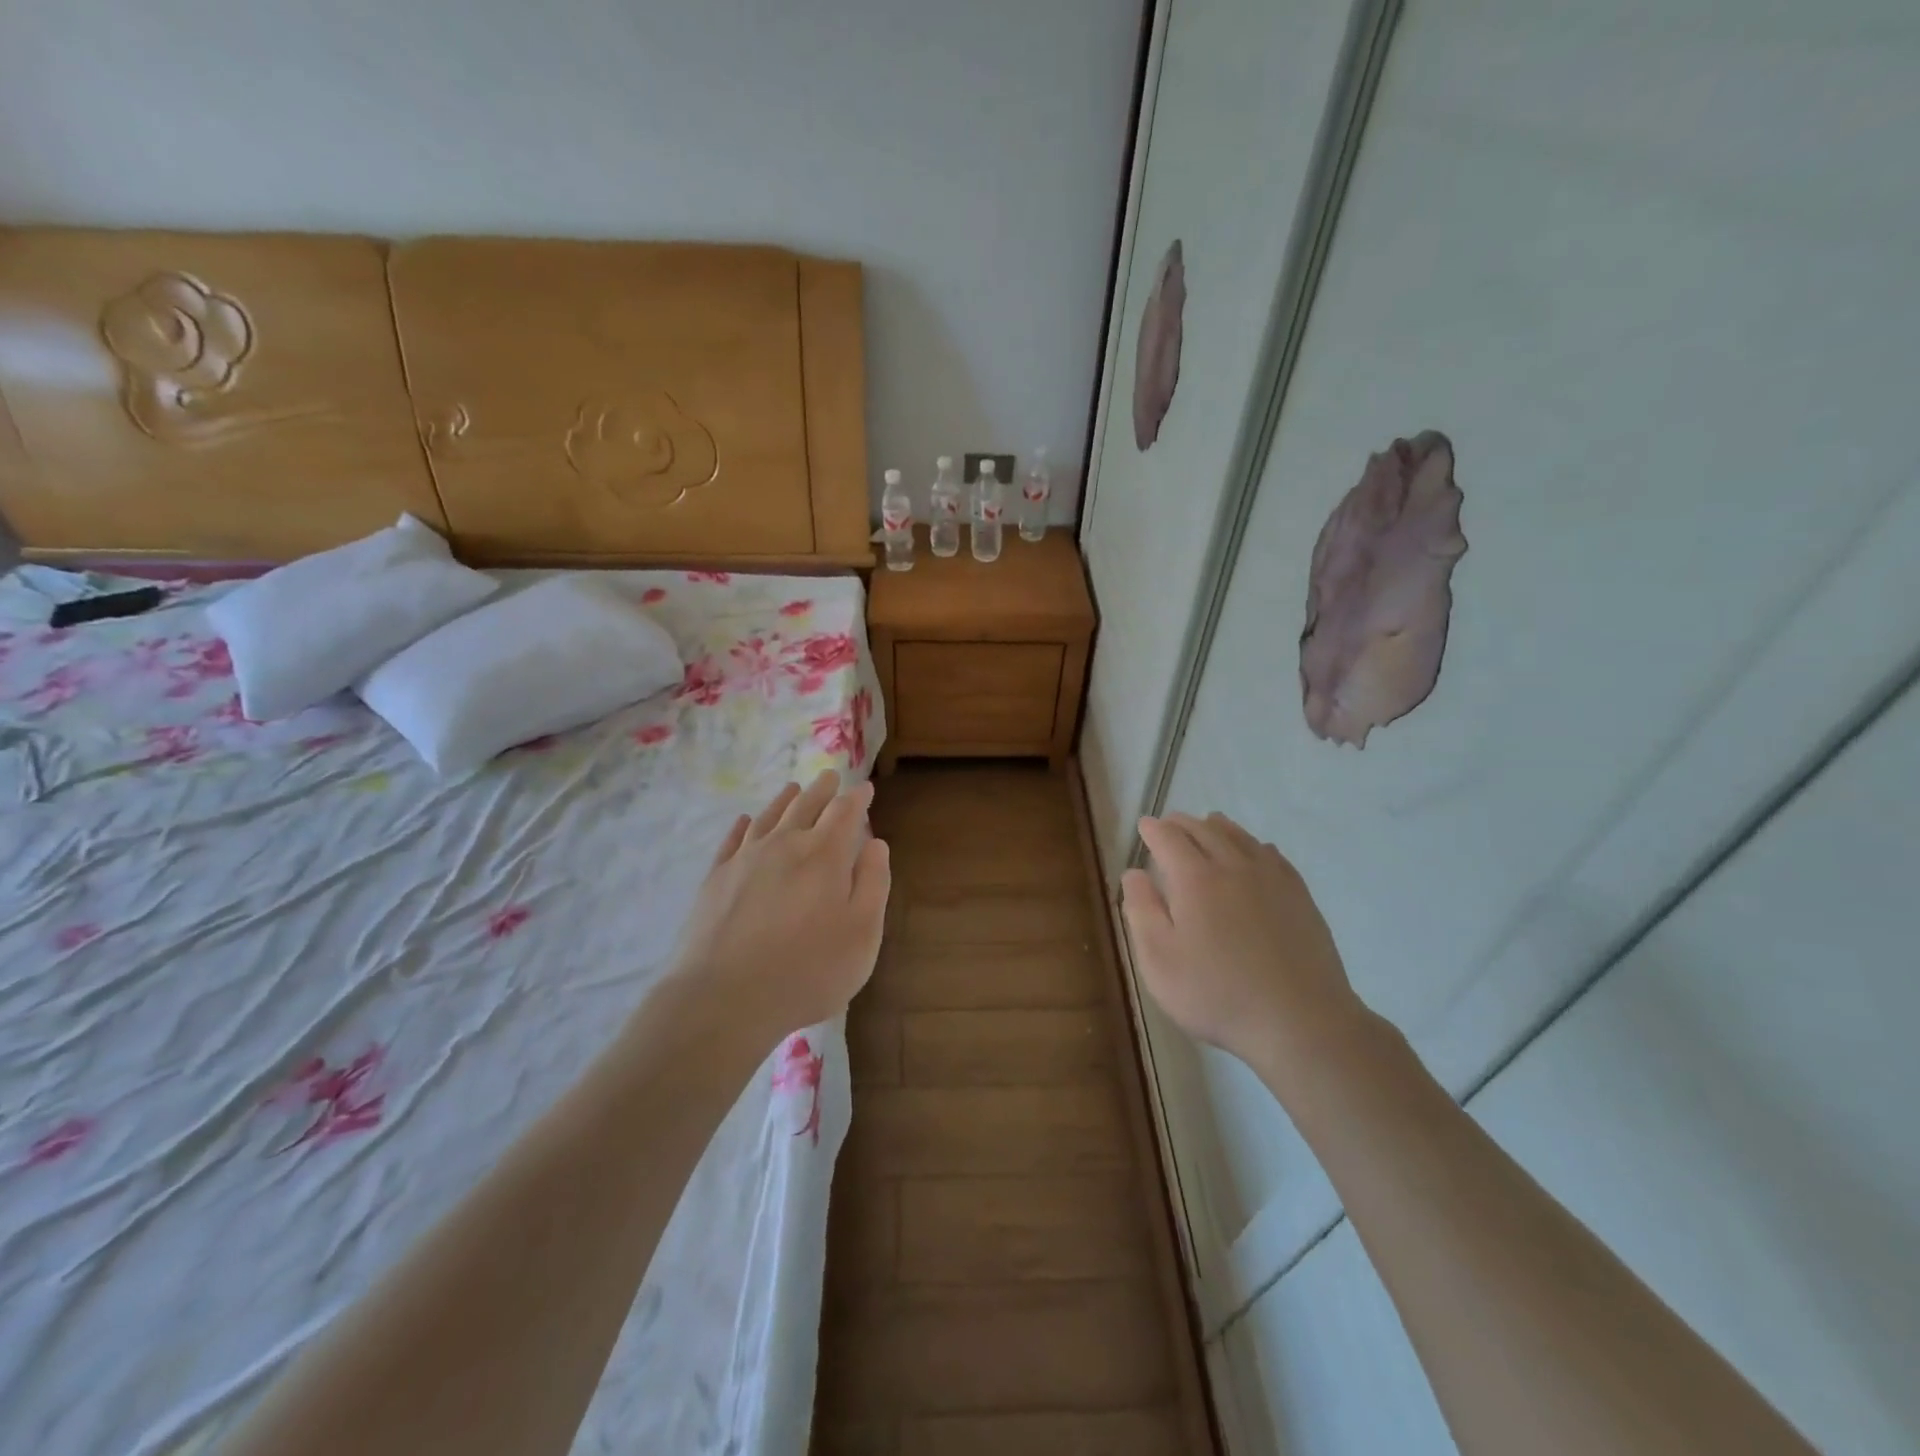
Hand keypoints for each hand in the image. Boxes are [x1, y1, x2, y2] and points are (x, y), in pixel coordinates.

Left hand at [669, 770, 890, 1045]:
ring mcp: (745, 859)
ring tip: (793, 788)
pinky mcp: (716, 879)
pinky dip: (743, 825)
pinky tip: (746, 821)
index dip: (857, 798)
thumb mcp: (862, 934)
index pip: (845, 813)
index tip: (865, 789)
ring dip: (785, 800)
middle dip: (822, 790)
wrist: (724, 998)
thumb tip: (875, 843)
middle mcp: (785, 845)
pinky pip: (733, 840)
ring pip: (769, 816)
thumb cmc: (807, 970)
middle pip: (806, 806)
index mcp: (825, 856)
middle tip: (830, 776)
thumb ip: (873, 883)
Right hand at [1121, 812, 1365, 1080]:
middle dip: (1183, 824)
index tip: (1144, 826)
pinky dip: (1255, 845)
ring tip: (1209, 824)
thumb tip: (1134, 873)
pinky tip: (1257, 851)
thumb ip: (1141, 911)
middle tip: (1169, 823)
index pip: (1169, 838)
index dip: (1153, 830)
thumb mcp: (1159, 960)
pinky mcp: (1300, 896)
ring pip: (1241, 838)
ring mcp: (1272, 879)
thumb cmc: (1217, 993)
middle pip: (1205, 831)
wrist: (1299, 1021)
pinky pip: (1273, 855)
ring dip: (1218, 827)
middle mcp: (1233, 866)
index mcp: (1195, 878)